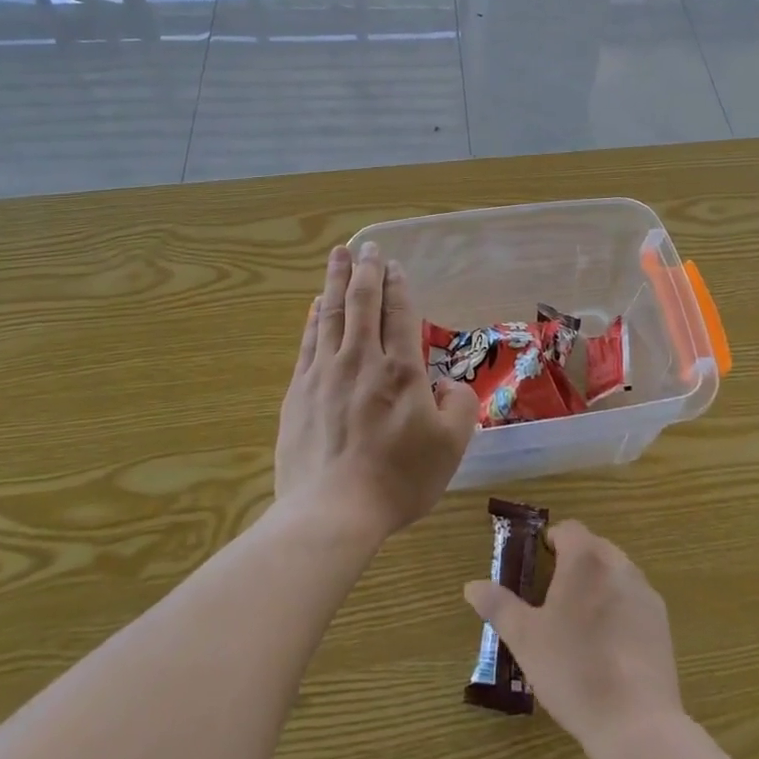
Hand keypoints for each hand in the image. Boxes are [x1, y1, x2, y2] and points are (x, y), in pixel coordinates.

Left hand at [277, 243, 478, 539]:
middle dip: (366, 270)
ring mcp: (324, 374)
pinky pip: (308, 342)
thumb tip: (446, 383)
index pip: (399, 314)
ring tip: (338, 255)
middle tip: (366, 246)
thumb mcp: (451, 447)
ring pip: (332, 314)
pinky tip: (316, 305)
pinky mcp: (299, 392)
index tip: (395, 264)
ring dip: (336, 281)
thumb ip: (459, 406)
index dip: (398, 286)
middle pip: (363, 303)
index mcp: (401, 371)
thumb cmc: (398, 480)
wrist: (332, 512)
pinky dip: (314, 318)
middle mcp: (361, 361)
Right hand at [464, 520, 683, 748]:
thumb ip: (498, 605)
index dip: (550, 543)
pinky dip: (619, 609)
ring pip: (615, 573)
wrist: (635, 722)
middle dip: (573, 565)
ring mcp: (644, 592)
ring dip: (597, 585)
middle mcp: (619, 564)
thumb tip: (471, 586)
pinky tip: (608, 647)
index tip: (537, 569)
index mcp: (585, 559)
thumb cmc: (572, 670)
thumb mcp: (524, 639)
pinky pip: (633, 600)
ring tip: (579, 625)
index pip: (567, 529)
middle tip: (552, 600)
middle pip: (593, 548)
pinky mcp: (661, 621)